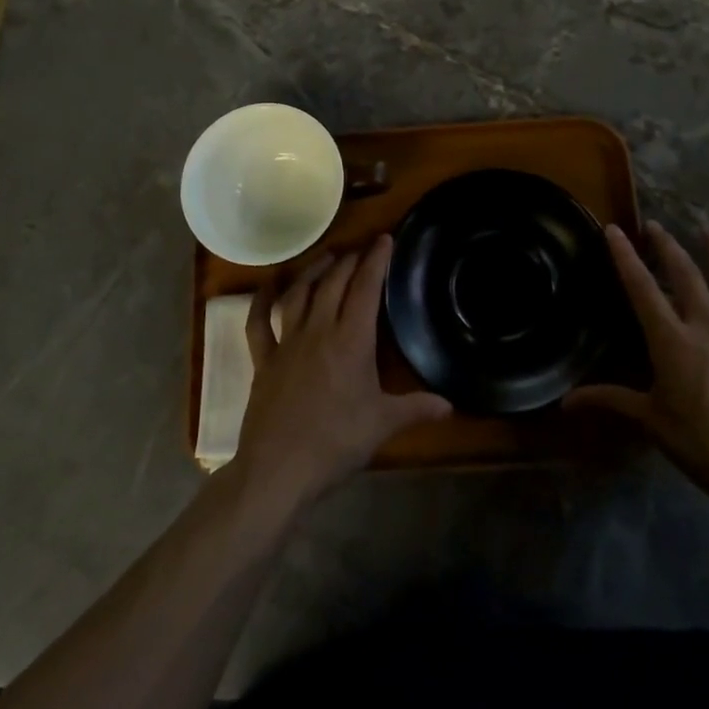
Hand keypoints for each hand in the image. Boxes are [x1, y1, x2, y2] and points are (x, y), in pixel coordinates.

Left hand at [234, 235, 450, 506]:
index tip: (384, 239)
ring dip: (313, 271)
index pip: (365, 288)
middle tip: (361, 249)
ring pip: (299, 294)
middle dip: (350, 261)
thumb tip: (450, 405)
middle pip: (333, 283)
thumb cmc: (335, 444)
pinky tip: (267, 284)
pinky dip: (261, 300)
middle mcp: (318, 330)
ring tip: (327, 257)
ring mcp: (287, 342)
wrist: (278, 469)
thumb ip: (416, 409)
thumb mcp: (382, 425)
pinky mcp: (263, 359)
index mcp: (351, 340)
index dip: (376, 260)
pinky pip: (258, 322)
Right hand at [566, 220, 708, 519]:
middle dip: (668, 246)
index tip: (614, 229)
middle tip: (656, 225)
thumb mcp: (651, 422)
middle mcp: (707, 327)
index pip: (642, 289)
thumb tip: (565, 401)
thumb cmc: (703, 446)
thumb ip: (611, 401)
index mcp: (672, 340)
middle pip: (686, 275)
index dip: (625, 257)